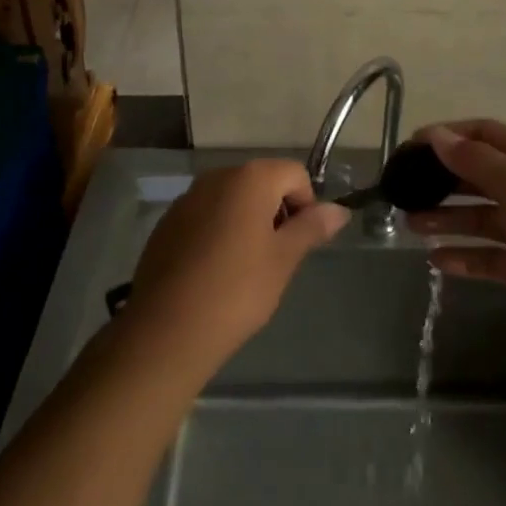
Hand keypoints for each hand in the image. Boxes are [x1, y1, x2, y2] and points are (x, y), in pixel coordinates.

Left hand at [126, 160, 348, 375]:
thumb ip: (312, 228)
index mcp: (250, 177)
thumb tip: (339, 210)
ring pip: (232, 200)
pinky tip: (213, 273)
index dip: (305, 205)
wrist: (165, 331)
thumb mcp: (283, 260)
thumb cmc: (236, 291)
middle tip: (275, 259)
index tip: (298, 244)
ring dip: (246, 222)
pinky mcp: (167, 223)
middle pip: (262, 182)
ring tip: (244, 269)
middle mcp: (217, 176)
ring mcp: (188, 198)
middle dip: (275, 212)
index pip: (294, 174)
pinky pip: (205, 216)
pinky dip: (218, 233)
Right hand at [407, 120, 505, 341]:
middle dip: (440, 179)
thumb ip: (472, 159)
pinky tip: (434, 261)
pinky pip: (485, 256)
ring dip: (445, 218)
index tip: (411, 146)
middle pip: (475, 175)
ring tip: (410, 224)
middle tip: (403, 189)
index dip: (447, 136)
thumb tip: (435, 134)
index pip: (482, 134)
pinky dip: (462, 257)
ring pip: (476, 216)